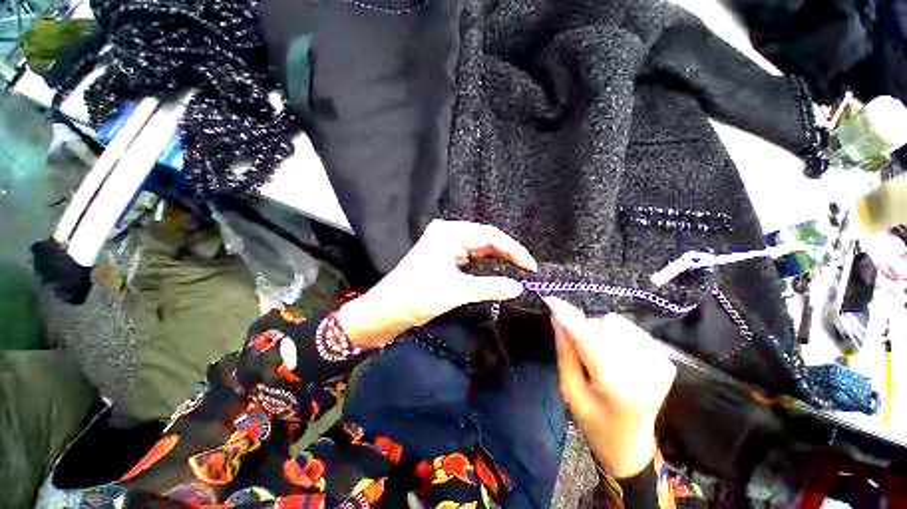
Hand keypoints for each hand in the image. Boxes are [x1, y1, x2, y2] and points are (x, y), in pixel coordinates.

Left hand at [337, 220, 536, 348]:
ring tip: (516, 270)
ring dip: (496, 258)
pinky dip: (484, 264)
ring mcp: (444, 244)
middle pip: (485, 239)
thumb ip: (490, 286)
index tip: (530, 266)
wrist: (385, 311)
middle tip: (526, 269)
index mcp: (449, 233)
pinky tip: (496, 271)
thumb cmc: (417, 297)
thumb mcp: (457, 291)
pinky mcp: (442, 256)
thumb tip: (519, 287)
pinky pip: (469, 257)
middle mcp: (447, 233)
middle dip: (506, 253)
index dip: (513, 249)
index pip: (489, 235)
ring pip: (478, 248)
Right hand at [547, 298, 675, 477]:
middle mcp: (642, 370)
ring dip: (601, 333)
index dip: (568, 315)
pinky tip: (617, 356)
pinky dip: (618, 336)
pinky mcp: (665, 360)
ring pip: (616, 323)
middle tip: (582, 352)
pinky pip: (632, 330)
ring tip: (601, 356)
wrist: (630, 444)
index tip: (552, 300)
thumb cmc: (593, 420)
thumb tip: (557, 317)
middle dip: (584, 331)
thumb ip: (565, 350)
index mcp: (615, 383)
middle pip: (601, 326)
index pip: (587, 335)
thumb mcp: (569, 388)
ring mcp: (659, 363)